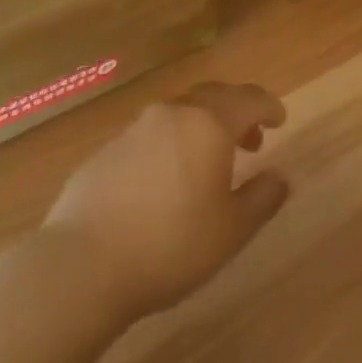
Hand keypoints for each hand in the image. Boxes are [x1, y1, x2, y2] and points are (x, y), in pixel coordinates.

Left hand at [42, 83, 289, 321]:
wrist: (81, 265)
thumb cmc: (169, 245)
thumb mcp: (230, 231)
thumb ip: (261, 199)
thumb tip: (279, 177)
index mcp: (208, 124)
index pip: (248, 99)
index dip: (268, 107)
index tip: (280, 119)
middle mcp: (172, 114)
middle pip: (213, 97)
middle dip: (237, 113)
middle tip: (252, 141)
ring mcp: (134, 129)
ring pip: (180, 113)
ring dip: (203, 127)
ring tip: (210, 162)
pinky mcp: (106, 149)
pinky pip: (151, 134)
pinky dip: (171, 144)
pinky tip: (167, 180)